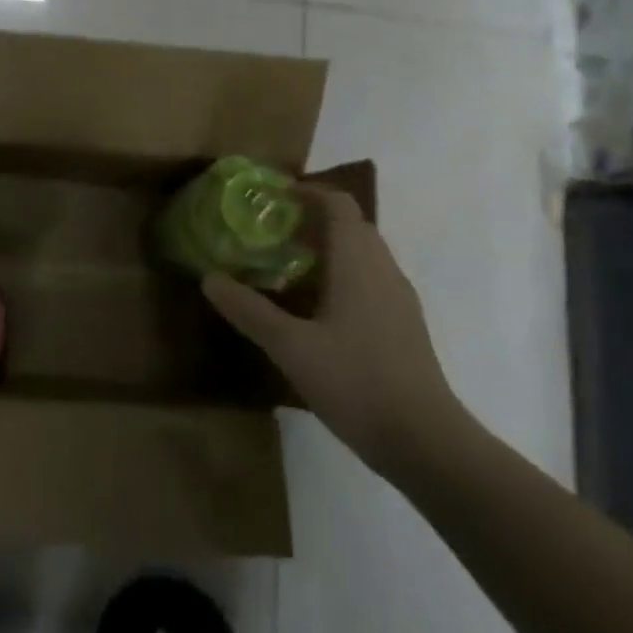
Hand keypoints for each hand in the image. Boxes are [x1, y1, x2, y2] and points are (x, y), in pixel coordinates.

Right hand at [201, 187, 474, 483]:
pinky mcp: (403, 324)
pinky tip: (314, 309)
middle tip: (270, 232)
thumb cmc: (356, 381)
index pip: (338, 204)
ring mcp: (398, 298)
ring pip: (362, 255)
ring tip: (284, 267)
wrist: (424, 440)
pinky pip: (369, 280)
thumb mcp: (291, 347)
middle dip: (311, 220)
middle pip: (350, 225)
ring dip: (326, 249)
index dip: (307, 192)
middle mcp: (383, 269)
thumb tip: (209, 279)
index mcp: (358, 262)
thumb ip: (249, 311)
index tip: (272, 197)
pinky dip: (340, 276)